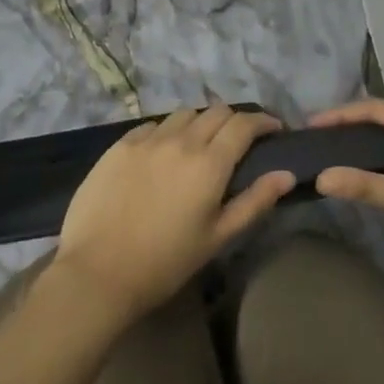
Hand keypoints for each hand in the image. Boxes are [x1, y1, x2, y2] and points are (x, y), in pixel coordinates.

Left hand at [53, 105, 295, 325]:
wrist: (97, 272)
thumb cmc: (164, 263)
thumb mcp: (217, 238)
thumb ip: (254, 202)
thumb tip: (286, 174)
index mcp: (209, 163)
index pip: (244, 124)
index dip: (263, 121)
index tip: (273, 129)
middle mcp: (181, 140)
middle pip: (217, 111)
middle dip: (234, 120)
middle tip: (239, 140)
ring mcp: (148, 138)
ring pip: (184, 114)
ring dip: (200, 122)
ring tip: (200, 144)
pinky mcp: (120, 144)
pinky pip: (153, 125)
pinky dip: (168, 131)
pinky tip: (163, 152)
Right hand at [311, 99, 383, 277]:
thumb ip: (366, 185)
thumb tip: (322, 178)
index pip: (378, 109)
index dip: (343, 114)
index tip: (314, 124)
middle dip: (352, 125)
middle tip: (320, 137)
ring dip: (366, 142)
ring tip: (335, 151)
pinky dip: (380, 158)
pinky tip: (364, 171)